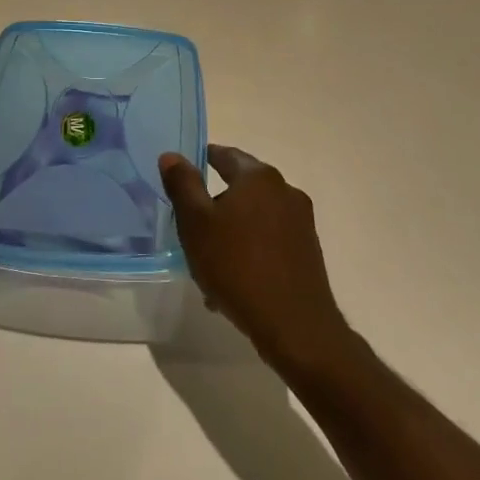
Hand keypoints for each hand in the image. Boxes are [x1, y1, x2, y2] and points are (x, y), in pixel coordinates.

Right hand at [158, 145, 353, 374]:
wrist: (294, 324)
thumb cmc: (237, 265)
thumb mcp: (196, 223)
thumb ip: (182, 185)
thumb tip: (171, 156)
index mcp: (258, 177)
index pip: (225, 155)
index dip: (202, 160)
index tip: (183, 173)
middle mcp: (285, 191)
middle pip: (241, 187)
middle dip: (215, 203)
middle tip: (190, 224)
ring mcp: (301, 222)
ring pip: (254, 218)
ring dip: (231, 231)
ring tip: (208, 262)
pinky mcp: (308, 251)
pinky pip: (269, 241)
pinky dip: (249, 250)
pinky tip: (232, 281)